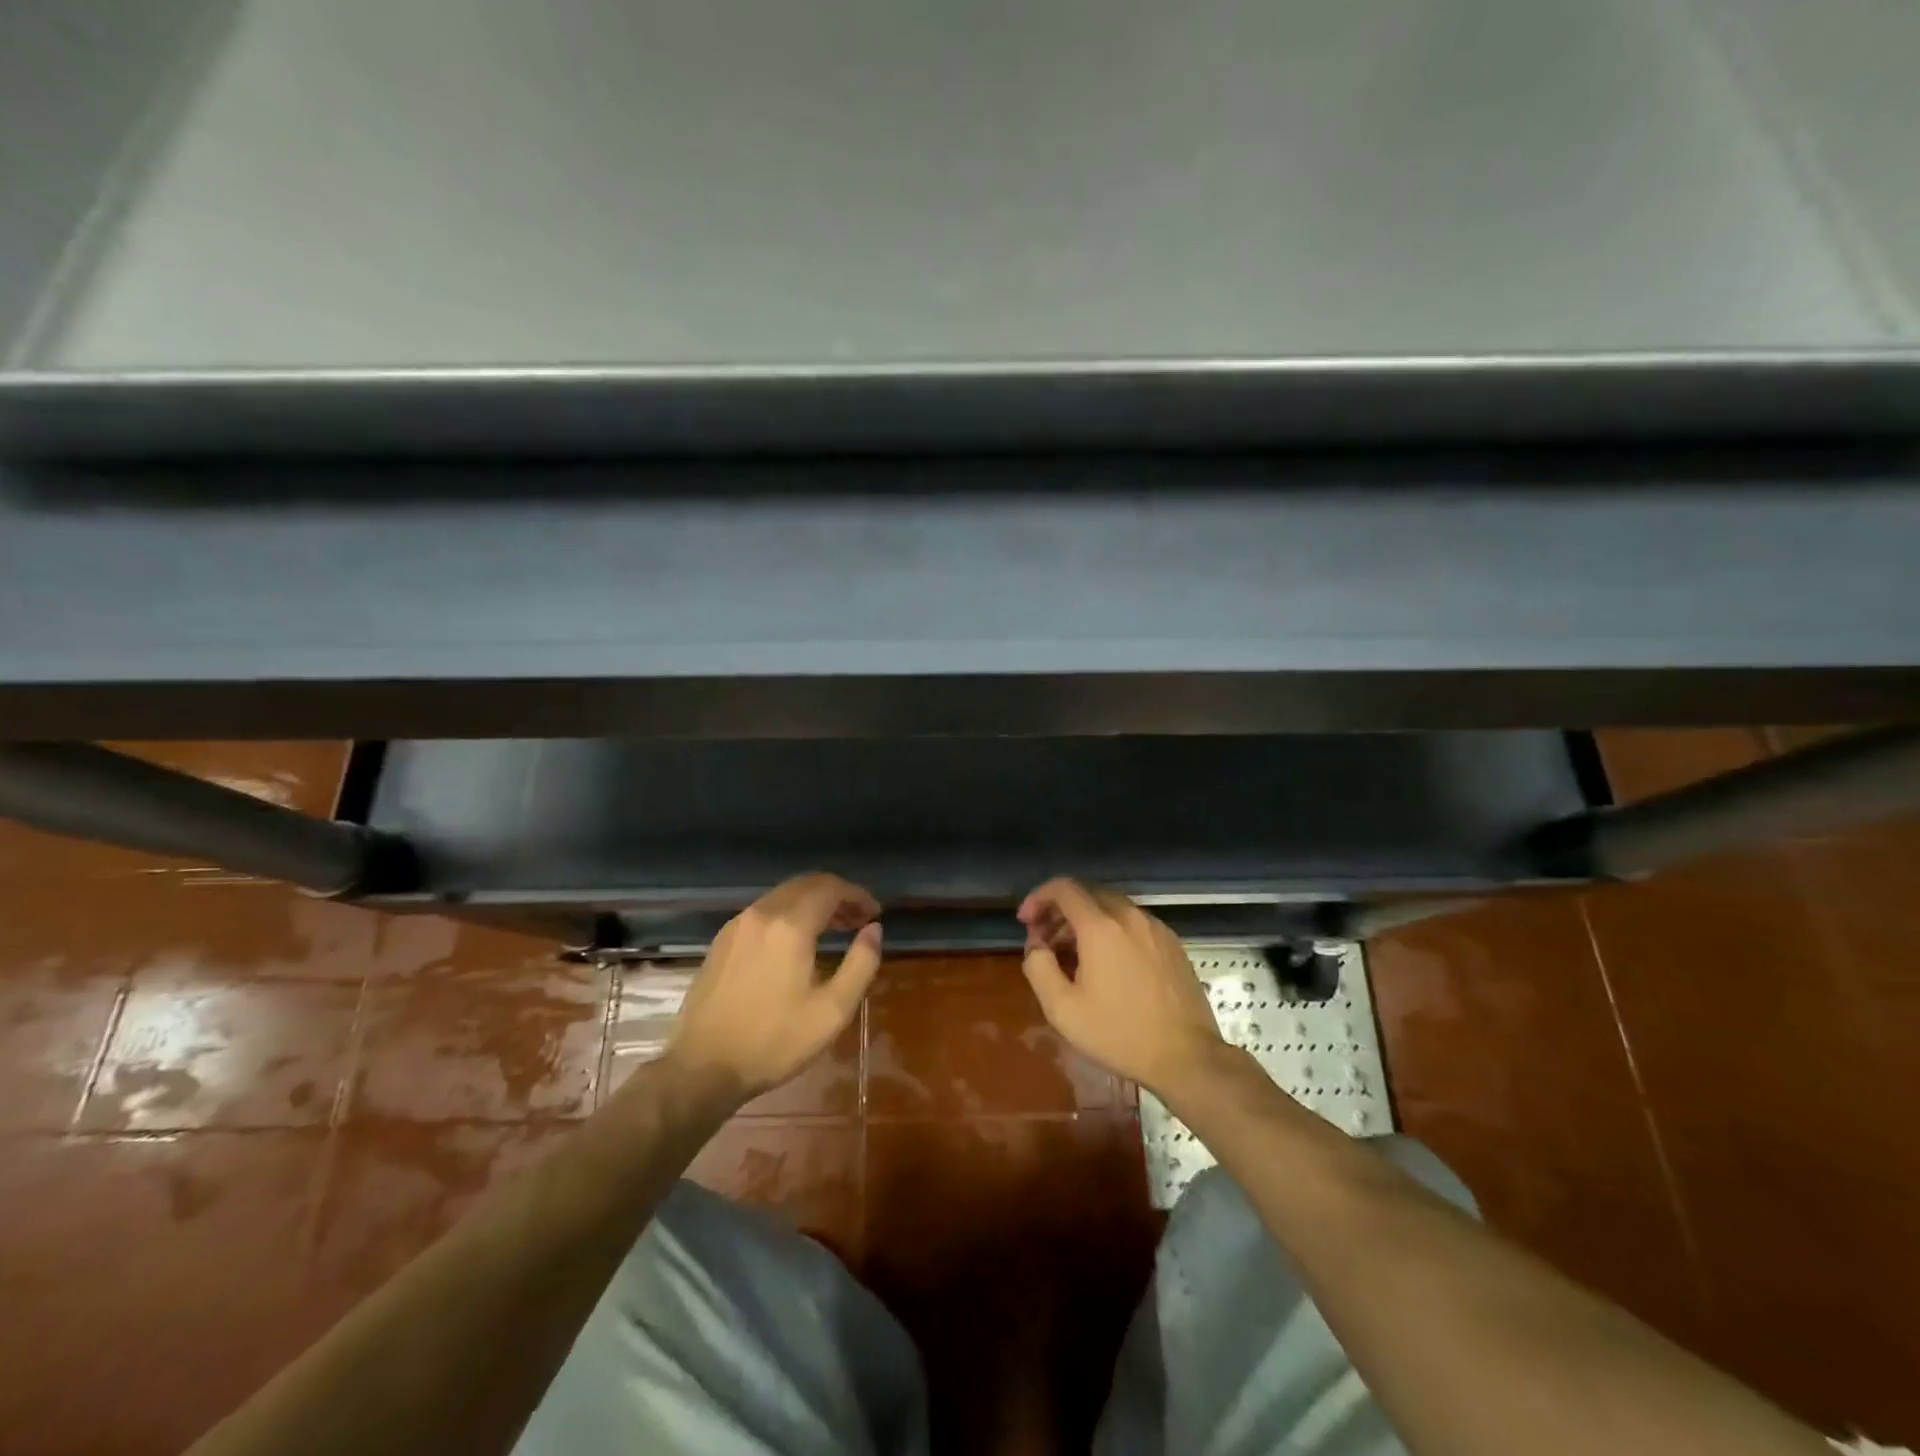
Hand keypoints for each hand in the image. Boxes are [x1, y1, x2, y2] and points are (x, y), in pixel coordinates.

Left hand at [670, 873, 882, 1098]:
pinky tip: (796, 942)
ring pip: (783, 895)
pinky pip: (764, 911)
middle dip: (837, 895)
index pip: (831, 888)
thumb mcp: (832, 1010)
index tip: (874, 914)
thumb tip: (874, 929)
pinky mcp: (722, 940)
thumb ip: (861, 964)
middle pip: (806, 884)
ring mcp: (738, 924)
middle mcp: (762, 913)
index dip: (857, 895)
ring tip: (833, 929)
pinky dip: (789, 914)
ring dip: (812, 903)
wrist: (702, 1068)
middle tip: (858, 919)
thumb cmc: (774, 1041)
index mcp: (790, 925)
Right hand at [1018, 878, 1225, 1093]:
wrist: (1187, 1057)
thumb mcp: (1063, 1009)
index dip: (1038, 897)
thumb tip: (1036, 945)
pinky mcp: (1172, 943)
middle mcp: (1129, 916)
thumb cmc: (1119, 1034)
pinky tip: (1107, 964)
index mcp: (1101, 926)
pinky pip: (1133, 923)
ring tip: (1073, 955)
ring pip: (1111, 907)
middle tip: (1045, 941)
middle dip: (1059, 911)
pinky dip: (1111, 930)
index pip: (1064, 887)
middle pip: (1087, 894)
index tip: (1026, 921)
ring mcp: (1155, 927)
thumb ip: (1039, 968)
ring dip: (1085, 921)